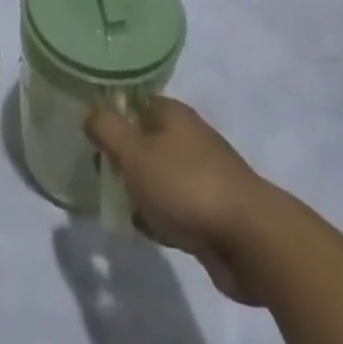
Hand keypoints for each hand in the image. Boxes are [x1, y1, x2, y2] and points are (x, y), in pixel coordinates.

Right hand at [85, 96, 269, 304]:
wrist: (253, 242)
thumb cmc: (187, 187)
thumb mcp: (135, 153)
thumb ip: (107, 130)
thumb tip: (89, 112)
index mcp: (172, 114)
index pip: (133, 101)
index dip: (110, 115)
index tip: (90, 135)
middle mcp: (189, 137)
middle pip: (144, 139)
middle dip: (123, 158)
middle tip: (102, 175)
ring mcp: (204, 174)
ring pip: (159, 175)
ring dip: (141, 191)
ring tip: (120, 207)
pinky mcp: (213, 211)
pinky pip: (176, 207)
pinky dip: (161, 217)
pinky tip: (150, 232)